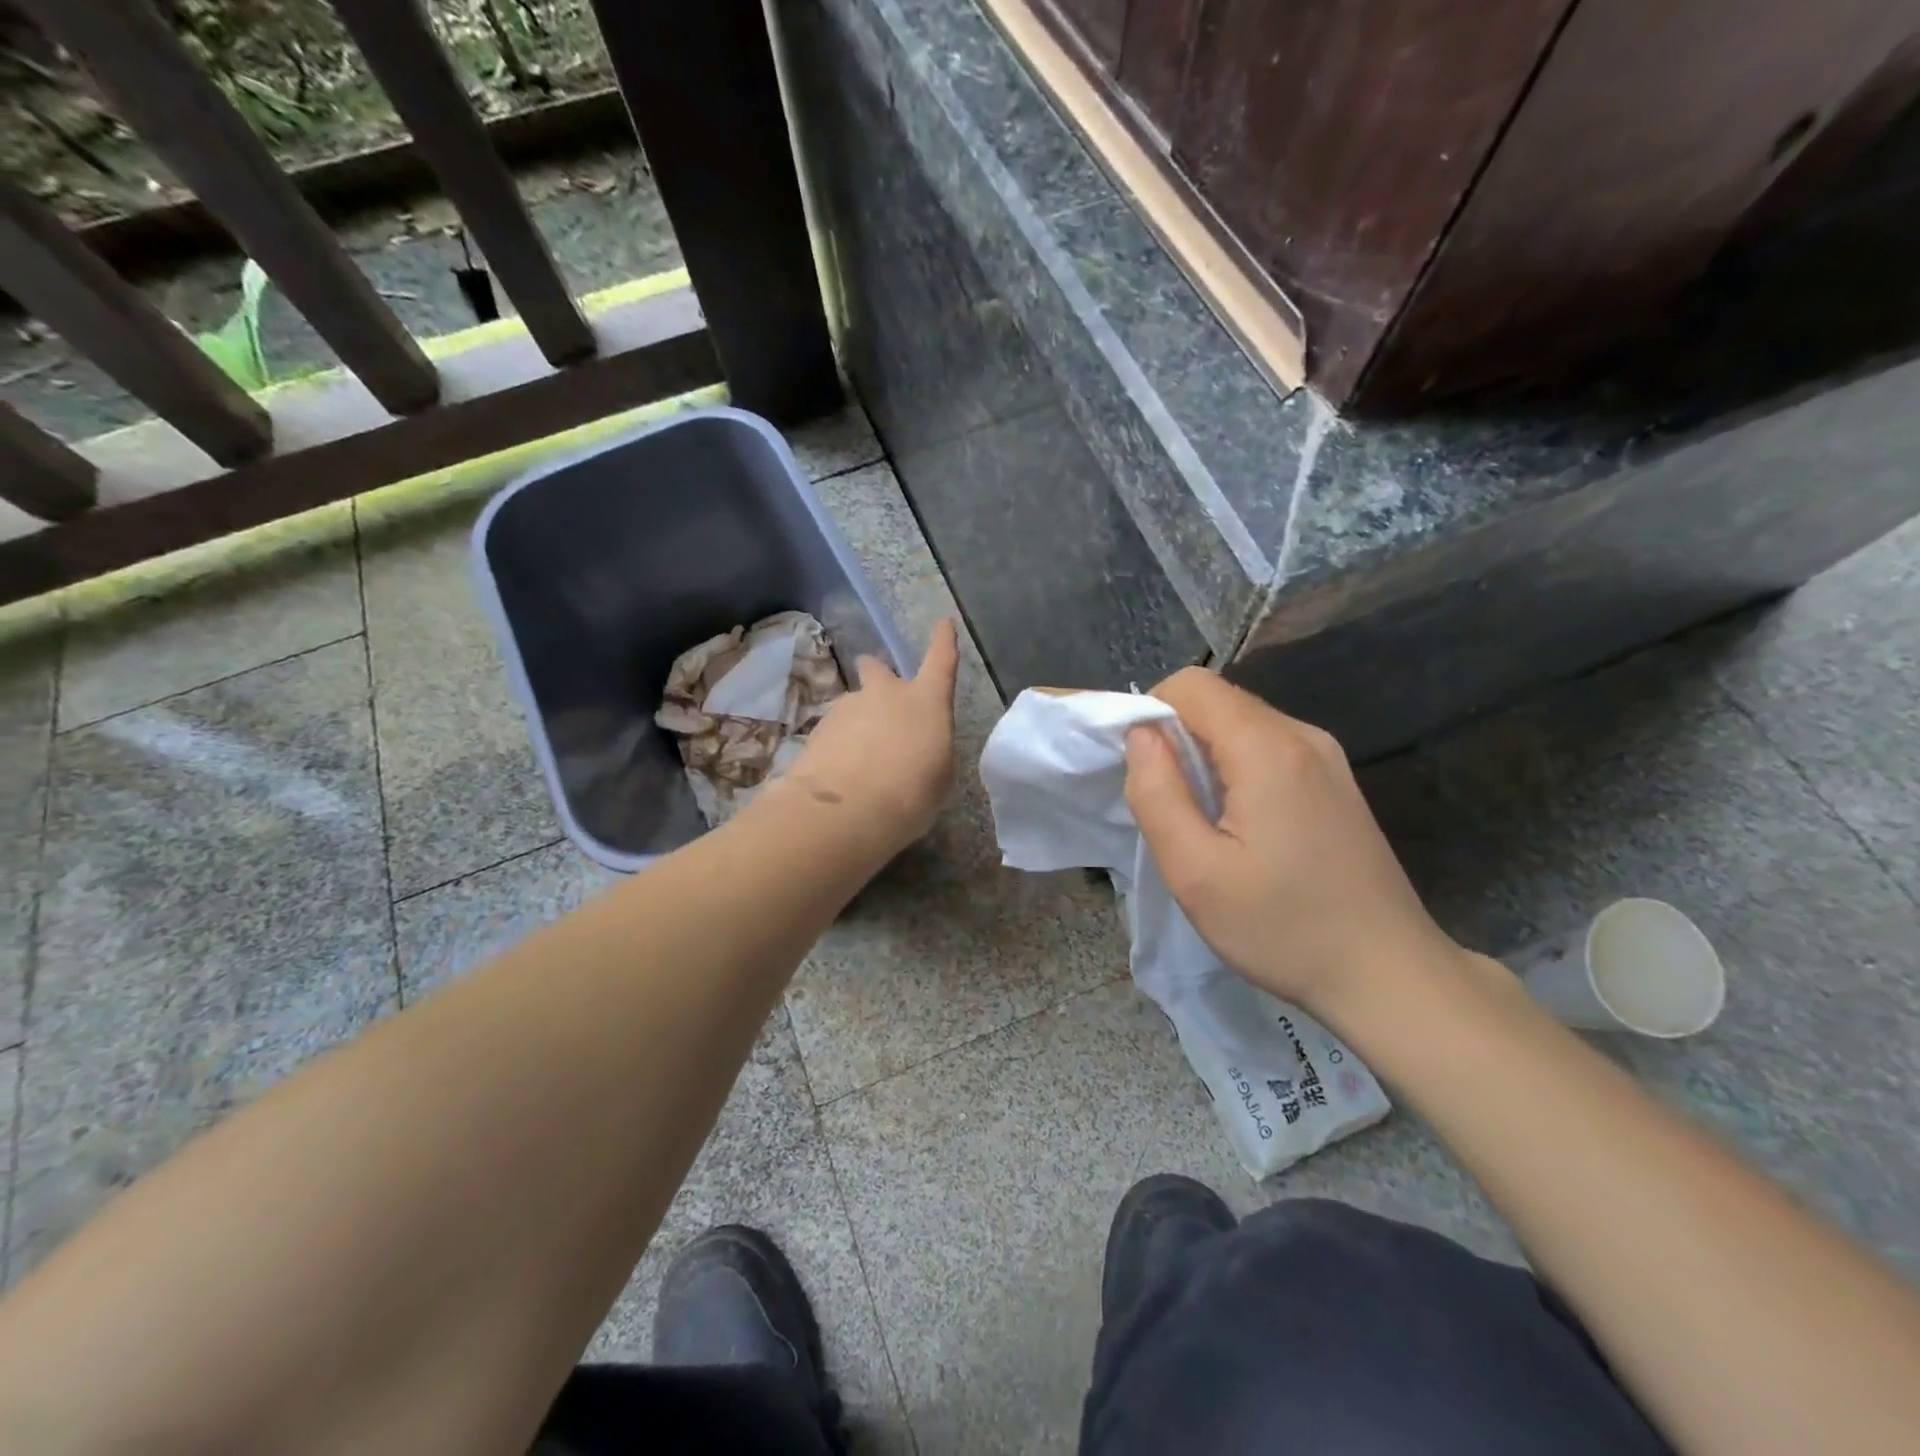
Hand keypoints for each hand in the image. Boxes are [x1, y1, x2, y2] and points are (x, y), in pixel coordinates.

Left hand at [780, 620, 960, 856]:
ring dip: (858, 723)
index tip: (943, 622)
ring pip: (854, 705)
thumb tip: (915, 747)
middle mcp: (884, 694)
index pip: (941, 661)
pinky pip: (834, 733)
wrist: (846, 812)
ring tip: (861, 762)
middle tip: (881, 699)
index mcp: (925, 701)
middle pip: (877, 669)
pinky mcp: (817, 731)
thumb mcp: (938, 776)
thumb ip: (929, 750)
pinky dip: (839, 748)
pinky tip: (840, 777)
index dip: (944, 641)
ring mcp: (847, 709)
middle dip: (878, 675)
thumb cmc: (911, 794)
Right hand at [1123, 667, 1465, 1022]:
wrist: (1389, 977)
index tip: (1143, 772)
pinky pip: (1268, 751)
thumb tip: (1140, 736)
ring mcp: (1327, 759)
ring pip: (1242, 726)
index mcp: (1268, 749)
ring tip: (1202, 824)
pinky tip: (1241, 829)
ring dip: (1205, 759)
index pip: (1192, 685)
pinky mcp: (1335, 783)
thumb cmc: (1284, 928)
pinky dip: (1236, 772)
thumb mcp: (1196, 872)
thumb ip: (1157, 794)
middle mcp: (1303, 737)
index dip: (1152, 713)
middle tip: (1169, 808)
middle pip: (1219, 702)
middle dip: (1177, 739)